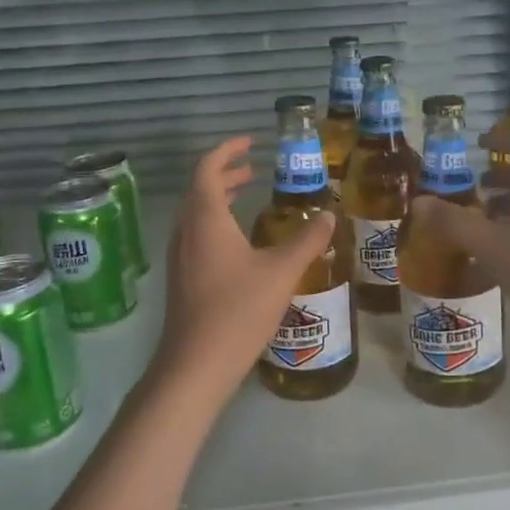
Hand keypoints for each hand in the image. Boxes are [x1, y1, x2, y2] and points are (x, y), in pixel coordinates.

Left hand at [155, 137, 334, 395]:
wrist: (195, 365)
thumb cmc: (237, 310)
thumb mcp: (282, 271)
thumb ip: (308, 240)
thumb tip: (329, 215)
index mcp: (205, 219)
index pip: (207, 169)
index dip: (226, 151)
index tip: (249, 143)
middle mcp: (186, 231)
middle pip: (199, 189)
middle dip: (225, 174)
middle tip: (252, 170)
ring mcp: (180, 256)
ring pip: (195, 214)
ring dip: (217, 198)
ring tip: (245, 196)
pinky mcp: (182, 278)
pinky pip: (195, 234)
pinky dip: (214, 221)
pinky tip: (239, 241)